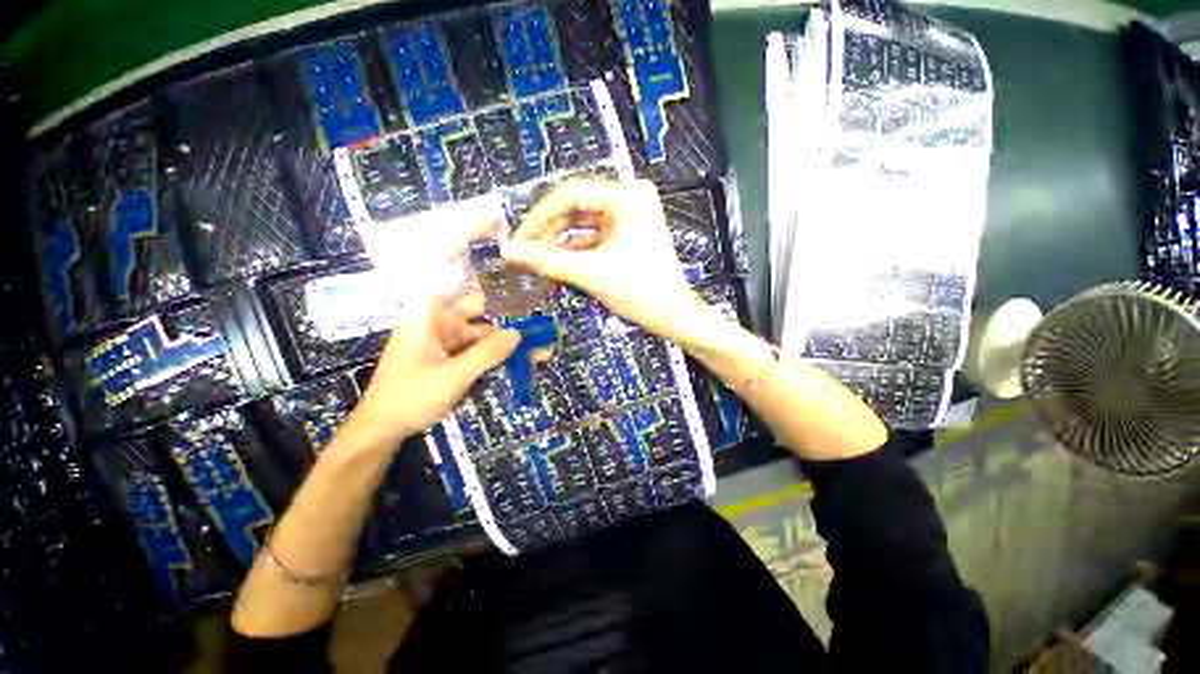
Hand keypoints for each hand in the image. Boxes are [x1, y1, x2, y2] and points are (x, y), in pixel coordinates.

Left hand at [344, 220, 520, 449]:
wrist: (383, 430)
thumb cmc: (409, 398)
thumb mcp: (452, 376)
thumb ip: (487, 354)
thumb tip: (518, 335)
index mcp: (426, 313)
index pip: (445, 265)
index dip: (467, 237)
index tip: (494, 222)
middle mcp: (437, 318)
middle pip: (479, 303)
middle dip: (508, 310)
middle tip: (538, 311)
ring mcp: (446, 337)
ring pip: (484, 328)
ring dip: (508, 338)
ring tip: (539, 347)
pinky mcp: (451, 354)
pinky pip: (480, 346)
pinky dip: (498, 351)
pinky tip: (521, 359)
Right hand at [500, 179, 707, 340]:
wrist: (674, 315)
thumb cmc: (640, 292)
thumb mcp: (591, 273)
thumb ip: (547, 260)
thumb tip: (508, 250)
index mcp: (627, 196)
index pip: (569, 194)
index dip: (538, 217)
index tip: (518, 239)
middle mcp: (629, 197)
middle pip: (575, 207)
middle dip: (549, 232)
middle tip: (526, 253)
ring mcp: (630, 214)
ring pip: (582, 222)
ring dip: (560, 242)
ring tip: (540, 261)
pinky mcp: (628, 232)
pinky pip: (594, 235)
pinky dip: (575, 249)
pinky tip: (558, 264)